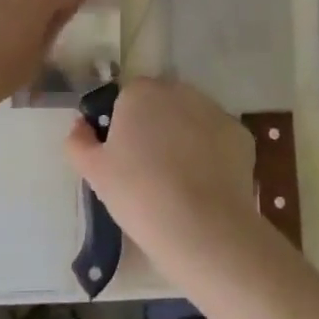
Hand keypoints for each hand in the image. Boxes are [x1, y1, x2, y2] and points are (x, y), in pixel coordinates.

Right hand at [64, 78, 260, 276]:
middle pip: (161, 104)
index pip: (126, 99)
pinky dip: (211, 155)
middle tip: (148, 170)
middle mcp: (178, 90)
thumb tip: (80, 126)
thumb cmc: (139, 194)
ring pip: (191, 119)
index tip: (122, 157)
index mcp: (139, 92)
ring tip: (179, 181)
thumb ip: (79, 142)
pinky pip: (217, 139)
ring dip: (184, 137)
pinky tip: (205, 185)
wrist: (202, 227)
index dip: (123, 126)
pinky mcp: (240, 134)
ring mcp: (214, 110)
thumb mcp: (94, 172)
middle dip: (155, 127)